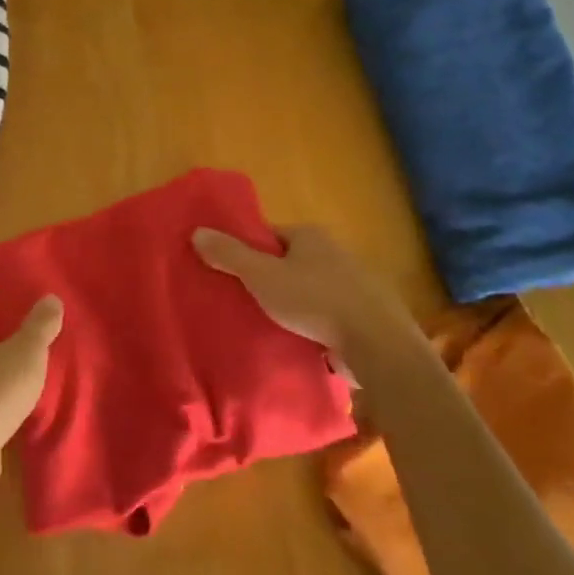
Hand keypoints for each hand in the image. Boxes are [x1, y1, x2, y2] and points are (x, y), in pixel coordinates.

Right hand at [192, 225, 418, 361]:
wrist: (377, 344)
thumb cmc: (315, 300)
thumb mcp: (262, 276)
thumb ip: (229, 255)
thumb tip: (197, 231)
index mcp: (310, 236)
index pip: (270, 236)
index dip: (248, 251)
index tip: (231, 272)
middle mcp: (335, 252)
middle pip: (290, 262)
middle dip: (270, 278)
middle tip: (244, 300)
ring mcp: (354, 284)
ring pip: (310, 289)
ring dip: (293, 304)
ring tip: (268, 324)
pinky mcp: (364, 315)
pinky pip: (328, 314)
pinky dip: (313, 324)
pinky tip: (300, 340)